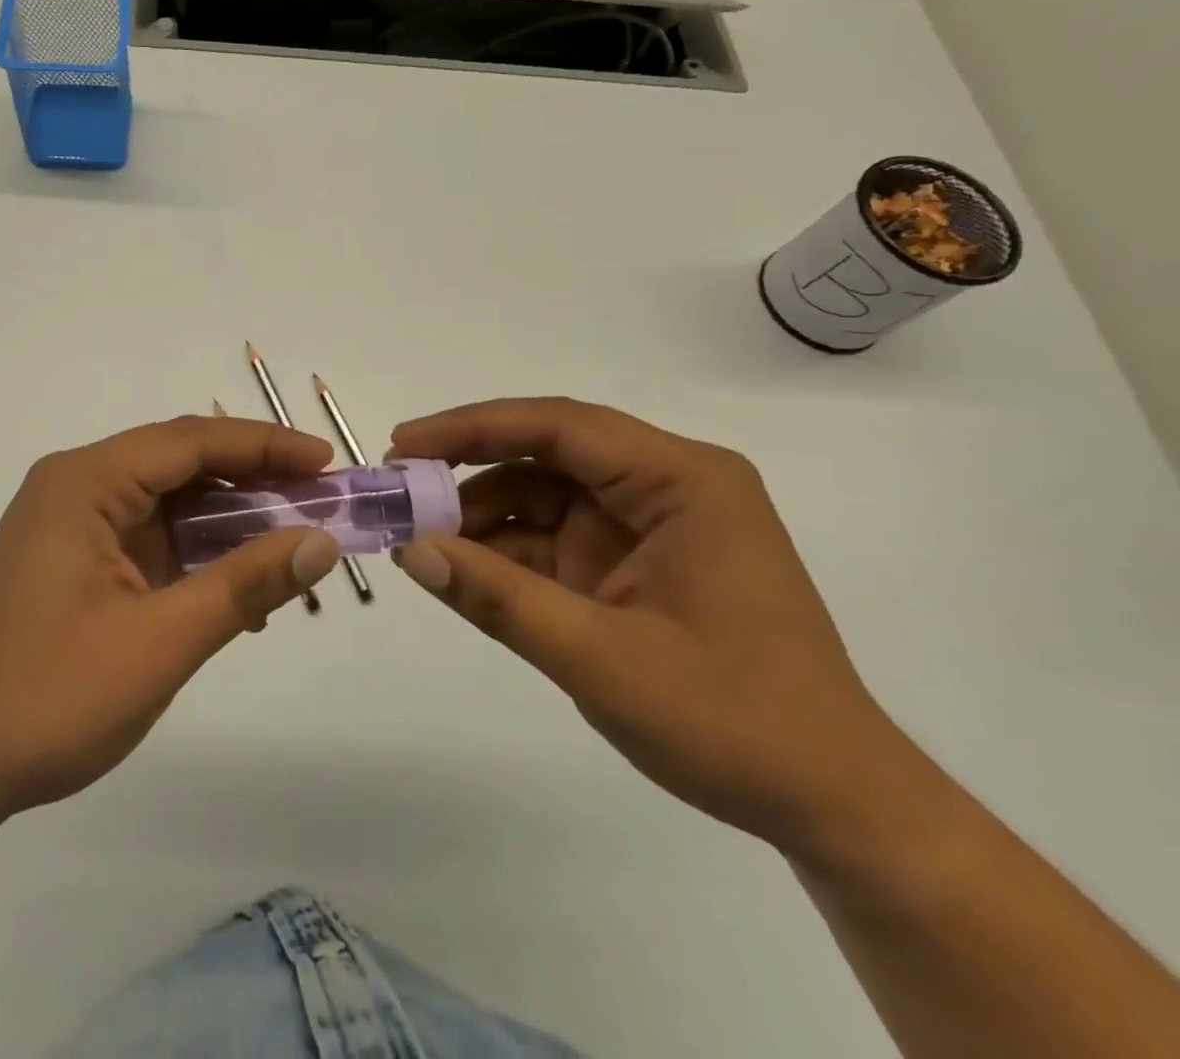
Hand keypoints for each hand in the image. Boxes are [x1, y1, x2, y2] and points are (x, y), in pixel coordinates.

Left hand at [0, 416, 343, 820]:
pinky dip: (200, 554)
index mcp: (83, 483)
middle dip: (254, 480)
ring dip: (231, 522)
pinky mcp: (79, 559)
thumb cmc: (48, 699)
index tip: (326, 464)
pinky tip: (240, 590)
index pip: (190, 441)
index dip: (264, 446)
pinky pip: (153, 537)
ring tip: (294, 545)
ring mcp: (75, 523)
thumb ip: (243, 585)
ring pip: (171, 501)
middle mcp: (76, 487)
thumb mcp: (160, 642)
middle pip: (181, 464)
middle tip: (321, 502)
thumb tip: (321, 542)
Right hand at [388, 397, 924, 860]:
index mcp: (682, 482)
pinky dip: (502, 550)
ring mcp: (646, 525)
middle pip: (547, 451)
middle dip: (469, 466)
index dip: (473, 427)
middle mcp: (665, 486)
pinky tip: (459, 567)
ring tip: (418, 538)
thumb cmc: (735, 724)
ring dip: (479, 512)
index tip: (404, 445)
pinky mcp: (630, 562)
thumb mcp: (602, 660)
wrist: (833, 806)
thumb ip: (499, 599)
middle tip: (399, 487)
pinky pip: (551, 537)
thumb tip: (410, 550)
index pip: (560, 426)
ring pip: (541, 494)